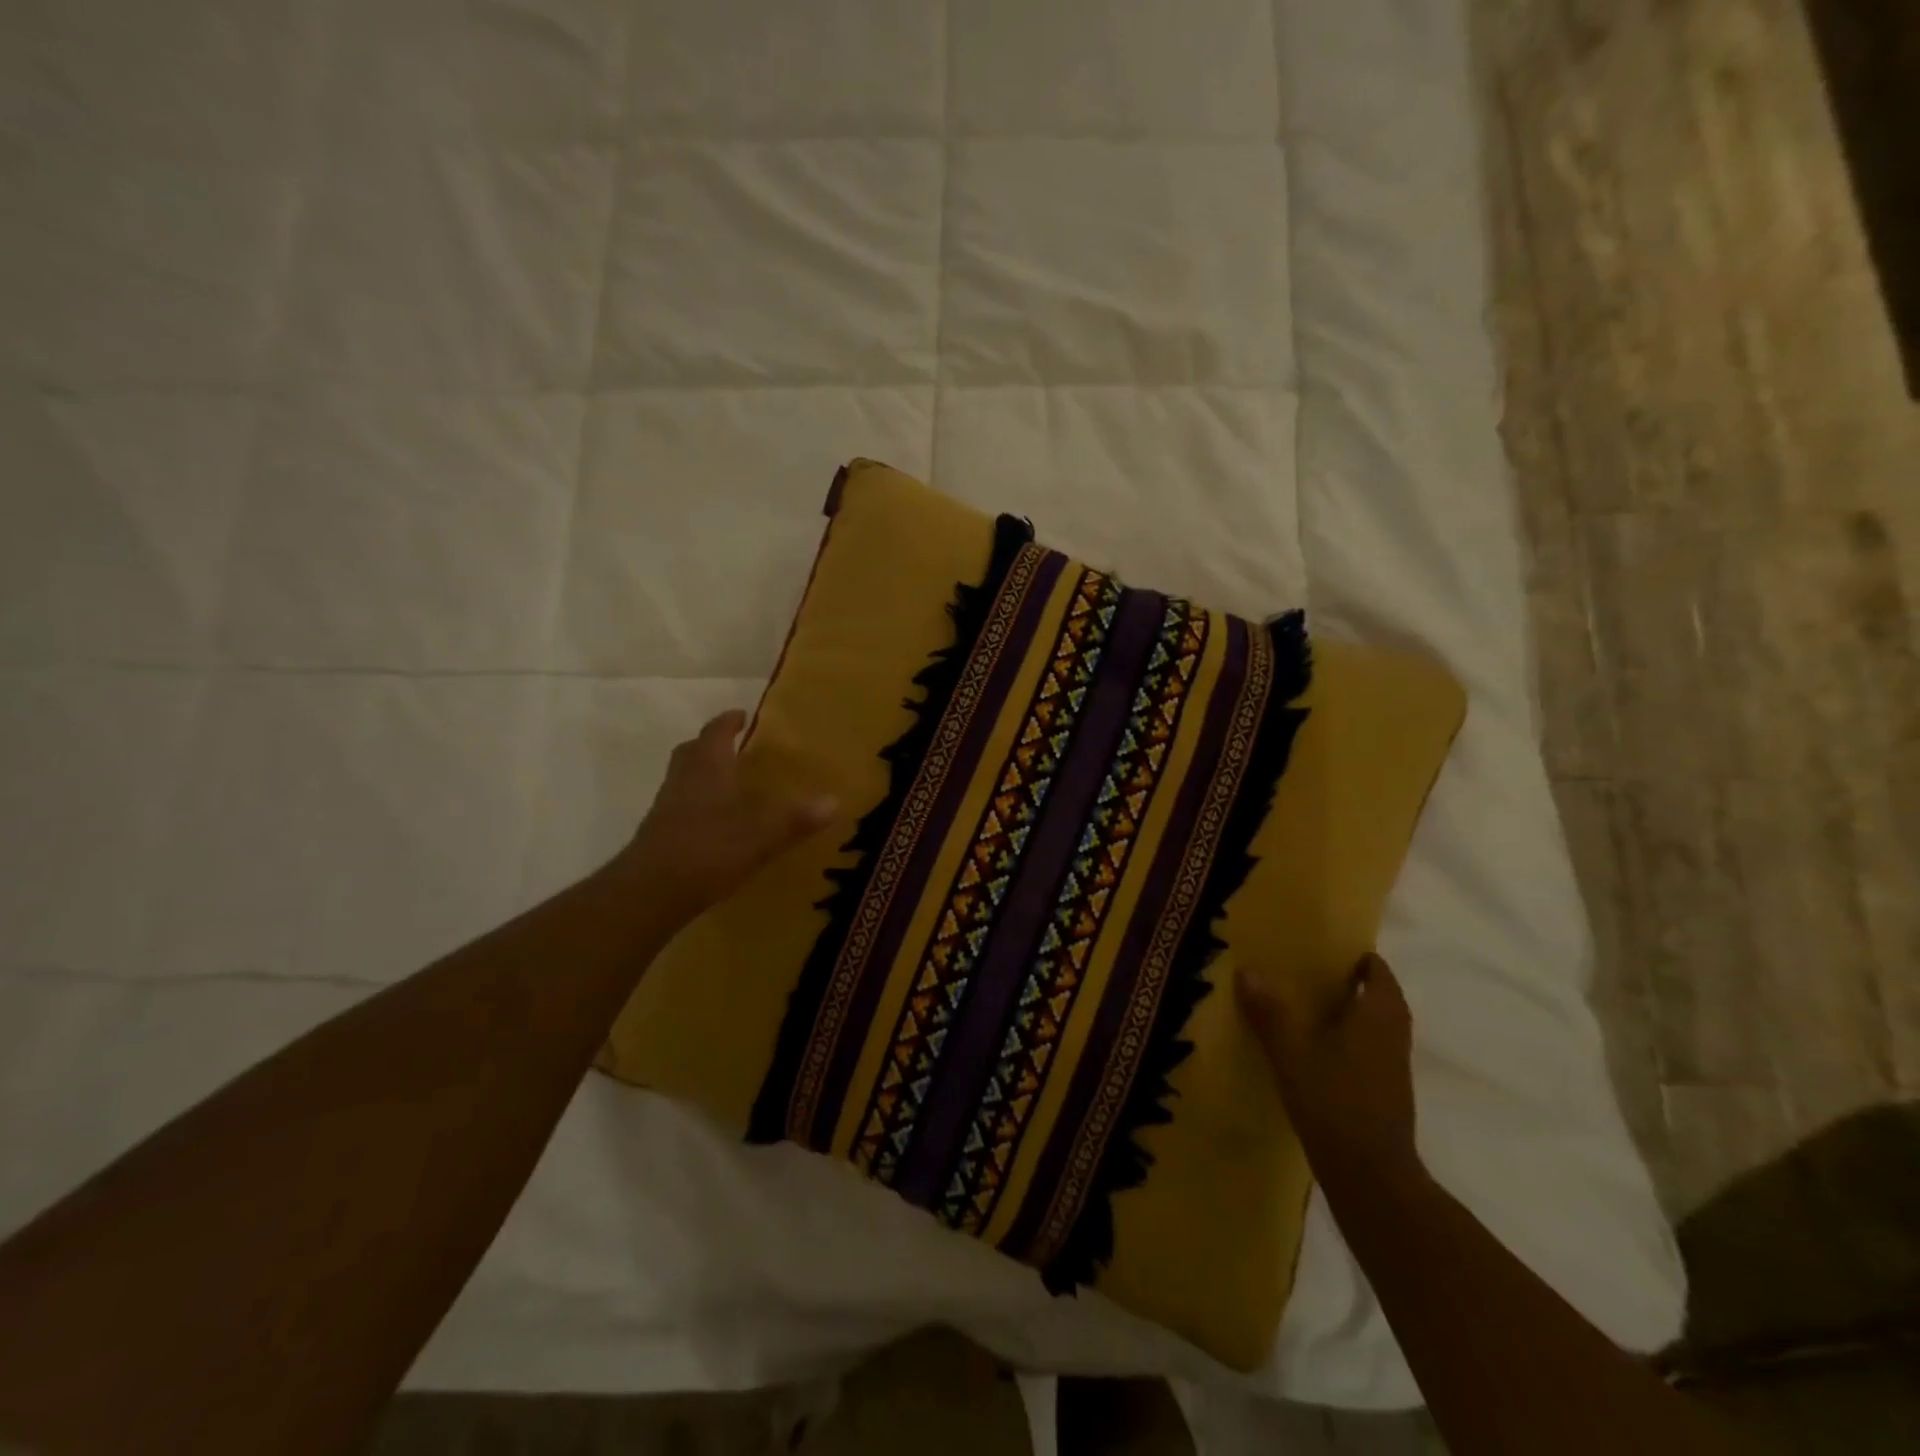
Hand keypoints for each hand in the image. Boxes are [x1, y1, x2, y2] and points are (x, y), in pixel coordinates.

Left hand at [618, 710, 837, 919]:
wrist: (651, 891)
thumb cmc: (709, 849)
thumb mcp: (762, 835)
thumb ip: (796, 819)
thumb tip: (834, 801)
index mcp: (707, 767)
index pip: (716, 732)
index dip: (729, 722)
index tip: (741, 714)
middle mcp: (683, 779)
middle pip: (692, 751)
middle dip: (710, 745)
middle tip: (732, 747)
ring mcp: (665, 807)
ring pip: (682, 778)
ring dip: (701, 775)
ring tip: (727, 785)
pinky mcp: (658, 834)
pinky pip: (678, 806)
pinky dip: (696, 805)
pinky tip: (714, 823)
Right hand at [1235, 953, 1419, 1194]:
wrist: (1371, 1177)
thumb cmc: (1335, 1103)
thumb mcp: (1292, 1054)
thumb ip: (1270, 1013)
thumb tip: (1247, 971)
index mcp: (1378, 1017)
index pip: (1379, 974)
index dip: (1359, 958)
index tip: (1328, 948)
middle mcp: (1393, 1036)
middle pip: (1380, 998)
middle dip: (1352, 984)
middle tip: (1310, 972)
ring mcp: (1393, 1068)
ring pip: (1376, 1026)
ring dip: (1351, 1013)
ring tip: (1308, 1006)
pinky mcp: (1385, 1093)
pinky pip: (1370, 1050)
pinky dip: (1349, 1039)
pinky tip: (1316, 1049)